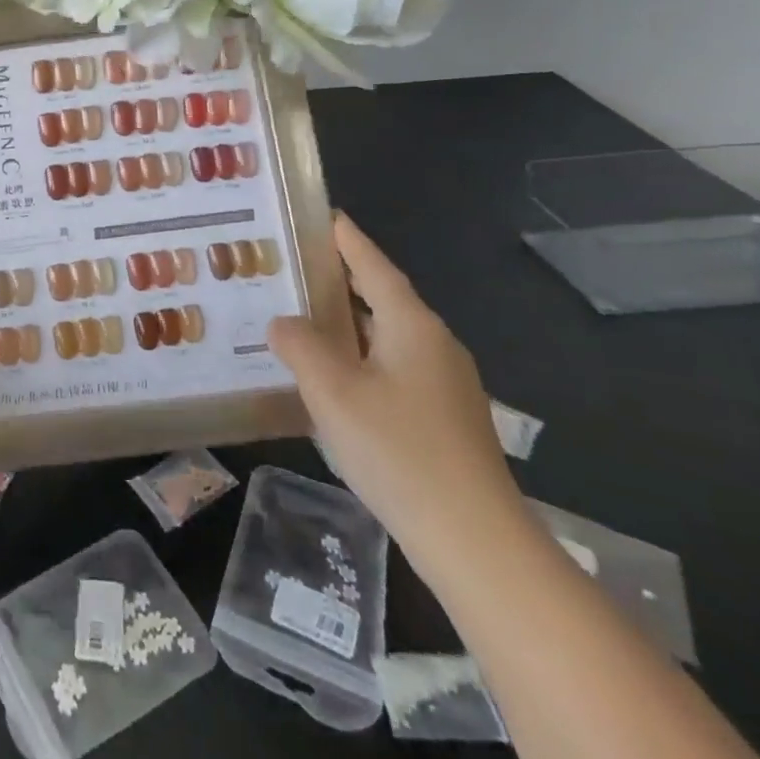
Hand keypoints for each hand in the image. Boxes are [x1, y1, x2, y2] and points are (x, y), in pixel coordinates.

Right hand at [267, 216, 524, 582]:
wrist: (477, 544)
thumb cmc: (399, 452)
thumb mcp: (332, 391)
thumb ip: (300, 346)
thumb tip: (282, 322)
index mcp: (412, 325)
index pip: (373, 265)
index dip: (346, 239)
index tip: (323, 214)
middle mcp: (434, 344)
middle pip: (381, 297)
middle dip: (340, 281)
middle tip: (293, 267)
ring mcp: (445, 385)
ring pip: (386, 337)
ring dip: (347, 325)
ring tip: (301, 319)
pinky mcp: (445, 420)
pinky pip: (393, 369)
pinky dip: (359, 359)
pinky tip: (332, 380)